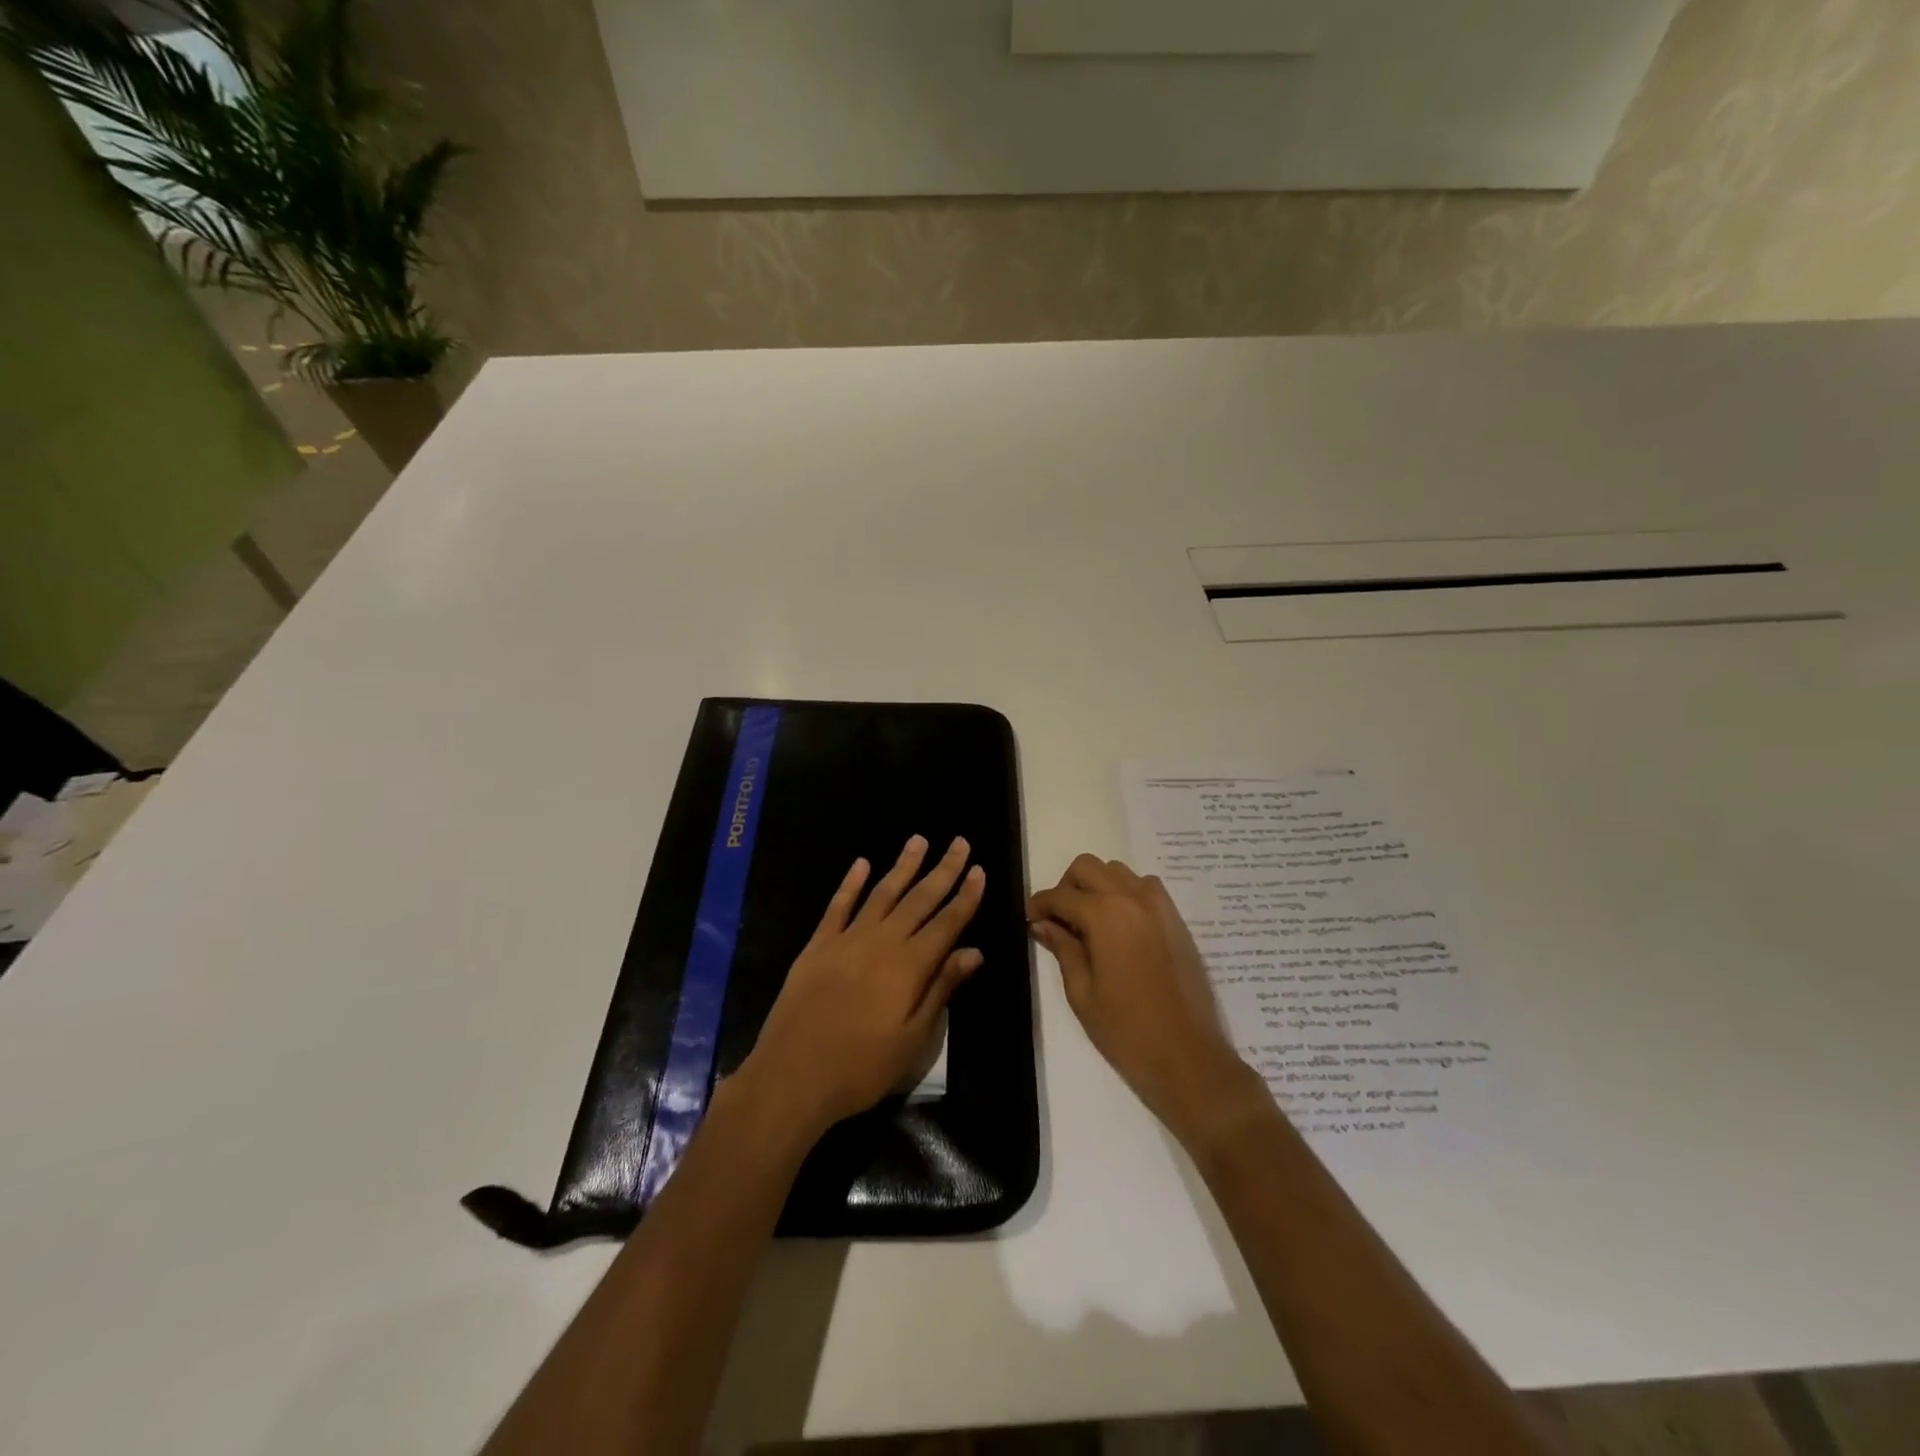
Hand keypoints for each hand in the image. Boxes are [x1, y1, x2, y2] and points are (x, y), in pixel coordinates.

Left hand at [736, 835, 984, 1141]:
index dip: (965, 896)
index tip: (979, 869)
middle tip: (959, 843)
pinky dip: (850, 883)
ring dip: (902, 866)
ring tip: (918, 840)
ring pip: (882, 893)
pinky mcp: (817, 946)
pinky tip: (861, 864)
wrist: (792, 1076)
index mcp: (910, 966)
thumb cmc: (861, 1068)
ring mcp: (846, 940)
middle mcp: (882, 942)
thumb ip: (941, 990)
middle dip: (943, 871)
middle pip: (919, 899)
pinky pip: (838, 906)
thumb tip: (973, 951)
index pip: (947, 923)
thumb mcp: (913, 1040)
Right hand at [1029, 855, 1257, 1145]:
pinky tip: (1119, 927)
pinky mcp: (1176, 919)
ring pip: (1117, 871)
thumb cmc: (1127, 1031)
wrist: (1189, 1058)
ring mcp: (1159, 906)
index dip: (1039, 905)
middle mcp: (1132, 898)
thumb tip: (1043, 924)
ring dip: (1096, 886)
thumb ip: (1062, 949)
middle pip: (1087, 867)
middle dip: (1066, 887)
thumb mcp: (1082, 993)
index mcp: (1105, 916)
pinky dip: (1125, 893)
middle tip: (1059, 920)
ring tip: (1089, 922)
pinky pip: (1144, 887)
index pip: (1060, 895)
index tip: (1030, 920)